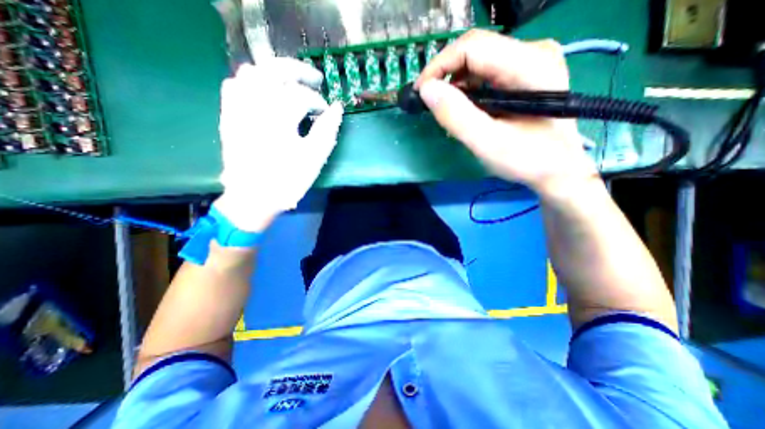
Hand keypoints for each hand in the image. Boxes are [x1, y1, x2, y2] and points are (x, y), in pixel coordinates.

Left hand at [216, 59, 344, 230]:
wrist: (253, 198)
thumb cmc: (287, 180)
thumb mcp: (314, 158)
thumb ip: (327, 130)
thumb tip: (337, 109)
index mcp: (279, 116)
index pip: (302, 95)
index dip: (318, 102)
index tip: (326, 113)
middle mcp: (255, 104)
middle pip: (275, 70)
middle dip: (298, 71)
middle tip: (315, 80)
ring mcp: (237, 108)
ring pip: (252, 72)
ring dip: (274, 74)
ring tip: (290, 84)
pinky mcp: (228, 115)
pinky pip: (234, 85)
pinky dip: (251, 82)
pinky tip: (263, 92)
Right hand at [418, 31, 597, 196]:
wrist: (557, 171)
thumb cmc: (527, 160)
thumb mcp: (487, 142)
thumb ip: (456, 116)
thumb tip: (426, 90)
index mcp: (530, 64)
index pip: (473, 47)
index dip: (439, 66)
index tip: (420, 92)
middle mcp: (533, 52)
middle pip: (475, 52)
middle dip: (445, 77)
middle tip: (429, 104)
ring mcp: (530, 63)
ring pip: (478, 63)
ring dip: (455, 86)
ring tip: (446, 111)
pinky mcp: (524, 76)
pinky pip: (485, 75)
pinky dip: (467, 92)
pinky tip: (463, 111)